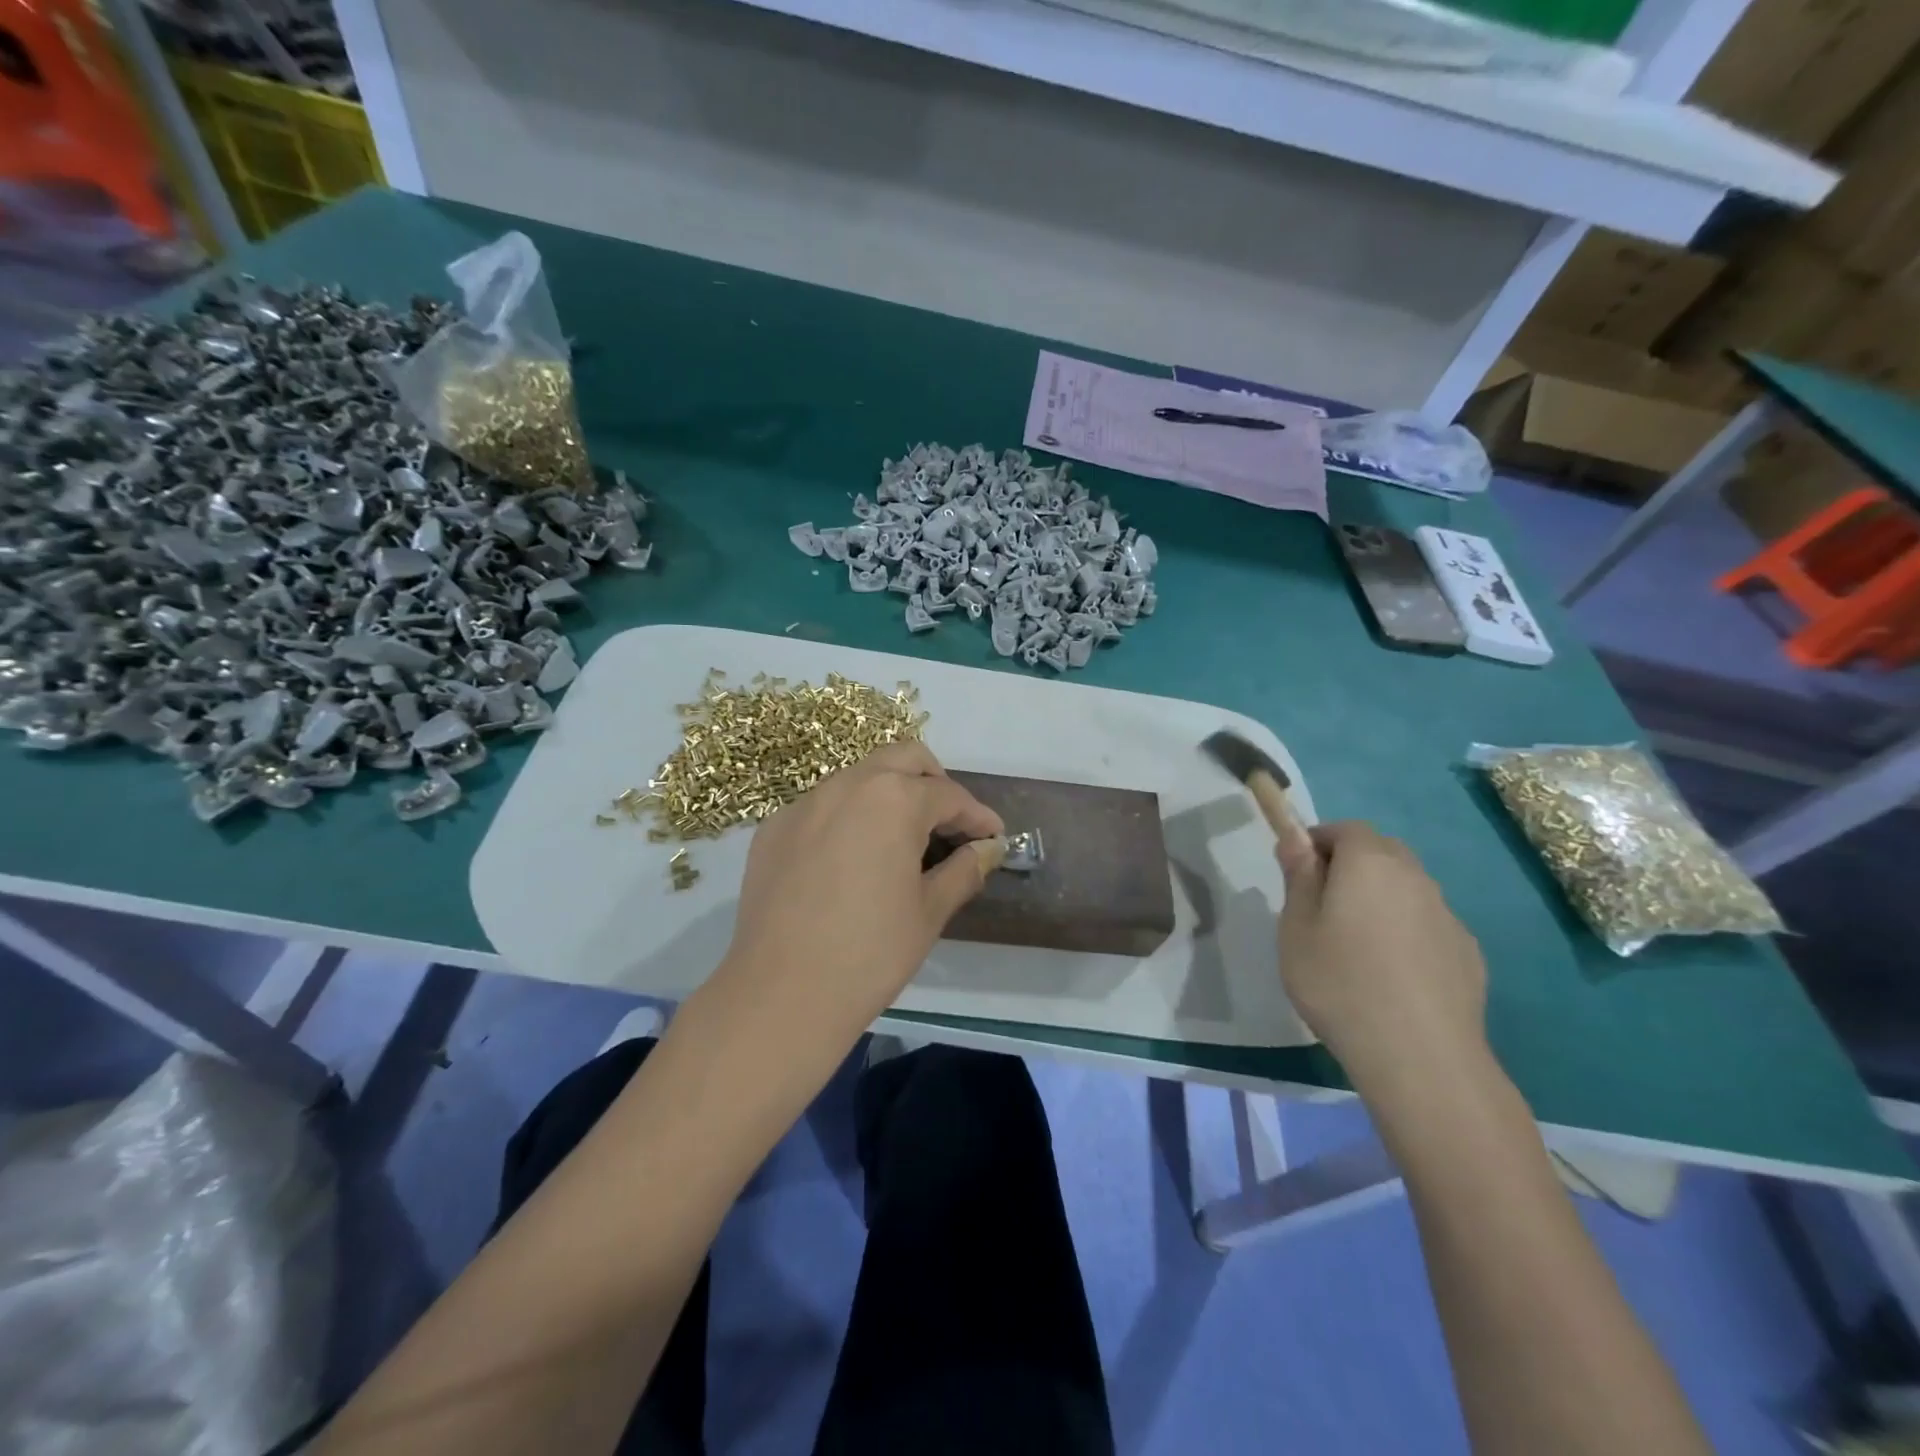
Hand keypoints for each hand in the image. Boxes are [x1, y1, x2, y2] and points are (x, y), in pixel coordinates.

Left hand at [717, 741, 1005, 1034]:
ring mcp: (804, 804)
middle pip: (903, 760)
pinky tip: (851, 860)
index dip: (977, 817)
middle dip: (934, 784)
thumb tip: (986, 850)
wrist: (781, 994)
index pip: (949, 795)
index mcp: (893, 798)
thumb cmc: (870, 953)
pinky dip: (849, 817)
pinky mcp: (774, 828)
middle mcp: (847, 785)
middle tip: (949, 825)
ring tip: (902, 841)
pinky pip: (822, 806)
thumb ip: (964, 870)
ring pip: (859, 777)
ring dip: (889, 795)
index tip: (993, 837)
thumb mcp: (929, 912)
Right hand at [1276, 821, 1488, 1102]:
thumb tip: (1295, 838)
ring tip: (1356, 944)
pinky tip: (1393, 974)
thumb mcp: (1296, 928)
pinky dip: (1407, 931)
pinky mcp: (1468, 953)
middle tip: (1323, 904)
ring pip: (1408, 888)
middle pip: (1382, 852)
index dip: (1320, 841)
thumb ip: (1298, 877)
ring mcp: (1448, 916)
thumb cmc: (1340, 983)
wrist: (1420, 1057)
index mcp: (1370, 864)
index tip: (1299, 870)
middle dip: (1352, 864)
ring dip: (1381, 898)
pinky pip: (1428, 924)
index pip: (1346, 829)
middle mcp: (1415, 878)